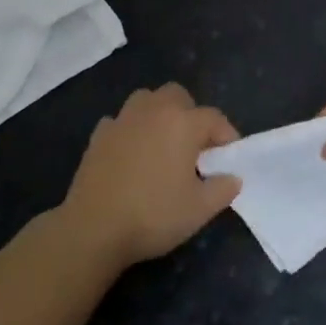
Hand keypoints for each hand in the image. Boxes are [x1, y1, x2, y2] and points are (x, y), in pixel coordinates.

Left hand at [60, 84, 241, 269]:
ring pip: (146, 100)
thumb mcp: (200, 210)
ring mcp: (122, 120)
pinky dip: (130, 130)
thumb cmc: (153, 216)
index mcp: (183, 123)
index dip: (226, 135)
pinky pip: (120, 121)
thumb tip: (233, 178)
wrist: (93, 229)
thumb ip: (223, 189)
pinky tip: (131, 153)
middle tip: (194, 145)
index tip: (229, 157)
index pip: (214, 118)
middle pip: (178, 95)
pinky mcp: (98, 135)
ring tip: (163, 142)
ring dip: (159, 113)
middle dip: (191, 114)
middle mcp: (153, 111)